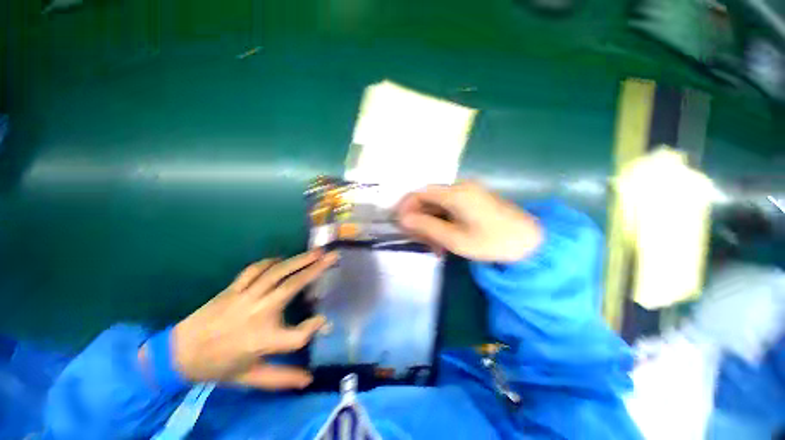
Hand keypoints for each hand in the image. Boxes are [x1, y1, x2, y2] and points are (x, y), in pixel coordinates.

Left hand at [167, 250, 337, 388]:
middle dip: (315, 270)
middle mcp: (258, 314)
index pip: (299, 335)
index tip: (323, 321)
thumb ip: (282, 378)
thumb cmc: (218, 367)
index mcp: (262, 341)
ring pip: (277, 273)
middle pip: (292, 287)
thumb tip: (309, 379)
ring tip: (316, 252)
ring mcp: (244, 297)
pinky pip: (255, 270)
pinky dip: (271, 262)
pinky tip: (282, 259)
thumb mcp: (250, 378)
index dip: (315, 327)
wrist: (178, 354)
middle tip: (332, 256)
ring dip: (298, 260)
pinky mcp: (233, 289)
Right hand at [396, 181, 541, 261]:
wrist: (531, 242)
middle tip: (418, 239)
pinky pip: (450, 207)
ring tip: (432, 245)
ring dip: (431, 222)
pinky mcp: (474, 199)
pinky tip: (444, 239)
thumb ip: (427, 226)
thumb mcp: (455, 239)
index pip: (420, 193)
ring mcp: (468, 192)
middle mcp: (460, 187)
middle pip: (428, 198)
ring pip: (438, 204)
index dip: (406, 206)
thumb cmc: (492, 242)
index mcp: (455, 193)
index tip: (400, 224)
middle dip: (419, 218)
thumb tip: (403, 218)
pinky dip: (442, 221)